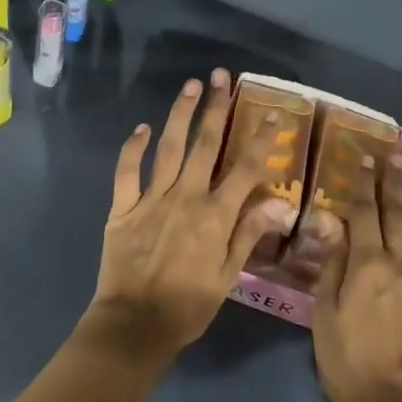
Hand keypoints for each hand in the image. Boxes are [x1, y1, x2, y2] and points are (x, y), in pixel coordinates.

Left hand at [87, 70, 295, 356]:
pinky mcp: (122, 207)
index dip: (261, 139)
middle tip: (221, 77)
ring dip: (180, 114)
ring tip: (190, 86)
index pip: (245, 168)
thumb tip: (279, 202)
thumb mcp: (227, 275)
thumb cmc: (188, 305)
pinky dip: (133, 147)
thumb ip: (250, 234)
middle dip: (215, 108)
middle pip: (205, 145)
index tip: (272, 113)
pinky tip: (141, 127)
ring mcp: (151, 199)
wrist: (135, 324)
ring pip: (168, 147)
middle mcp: (186, 197)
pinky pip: (127, 171)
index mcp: (215, 215)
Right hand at [312, 155, 401, 401]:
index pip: (364, 213)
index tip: (365, 160)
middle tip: (395, 156)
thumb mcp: (324, 313)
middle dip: (394, 182)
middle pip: (398, 215)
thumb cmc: (347, 361)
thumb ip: (332, 264)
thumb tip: (332, 220)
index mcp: (367, 265)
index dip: (363, 185)